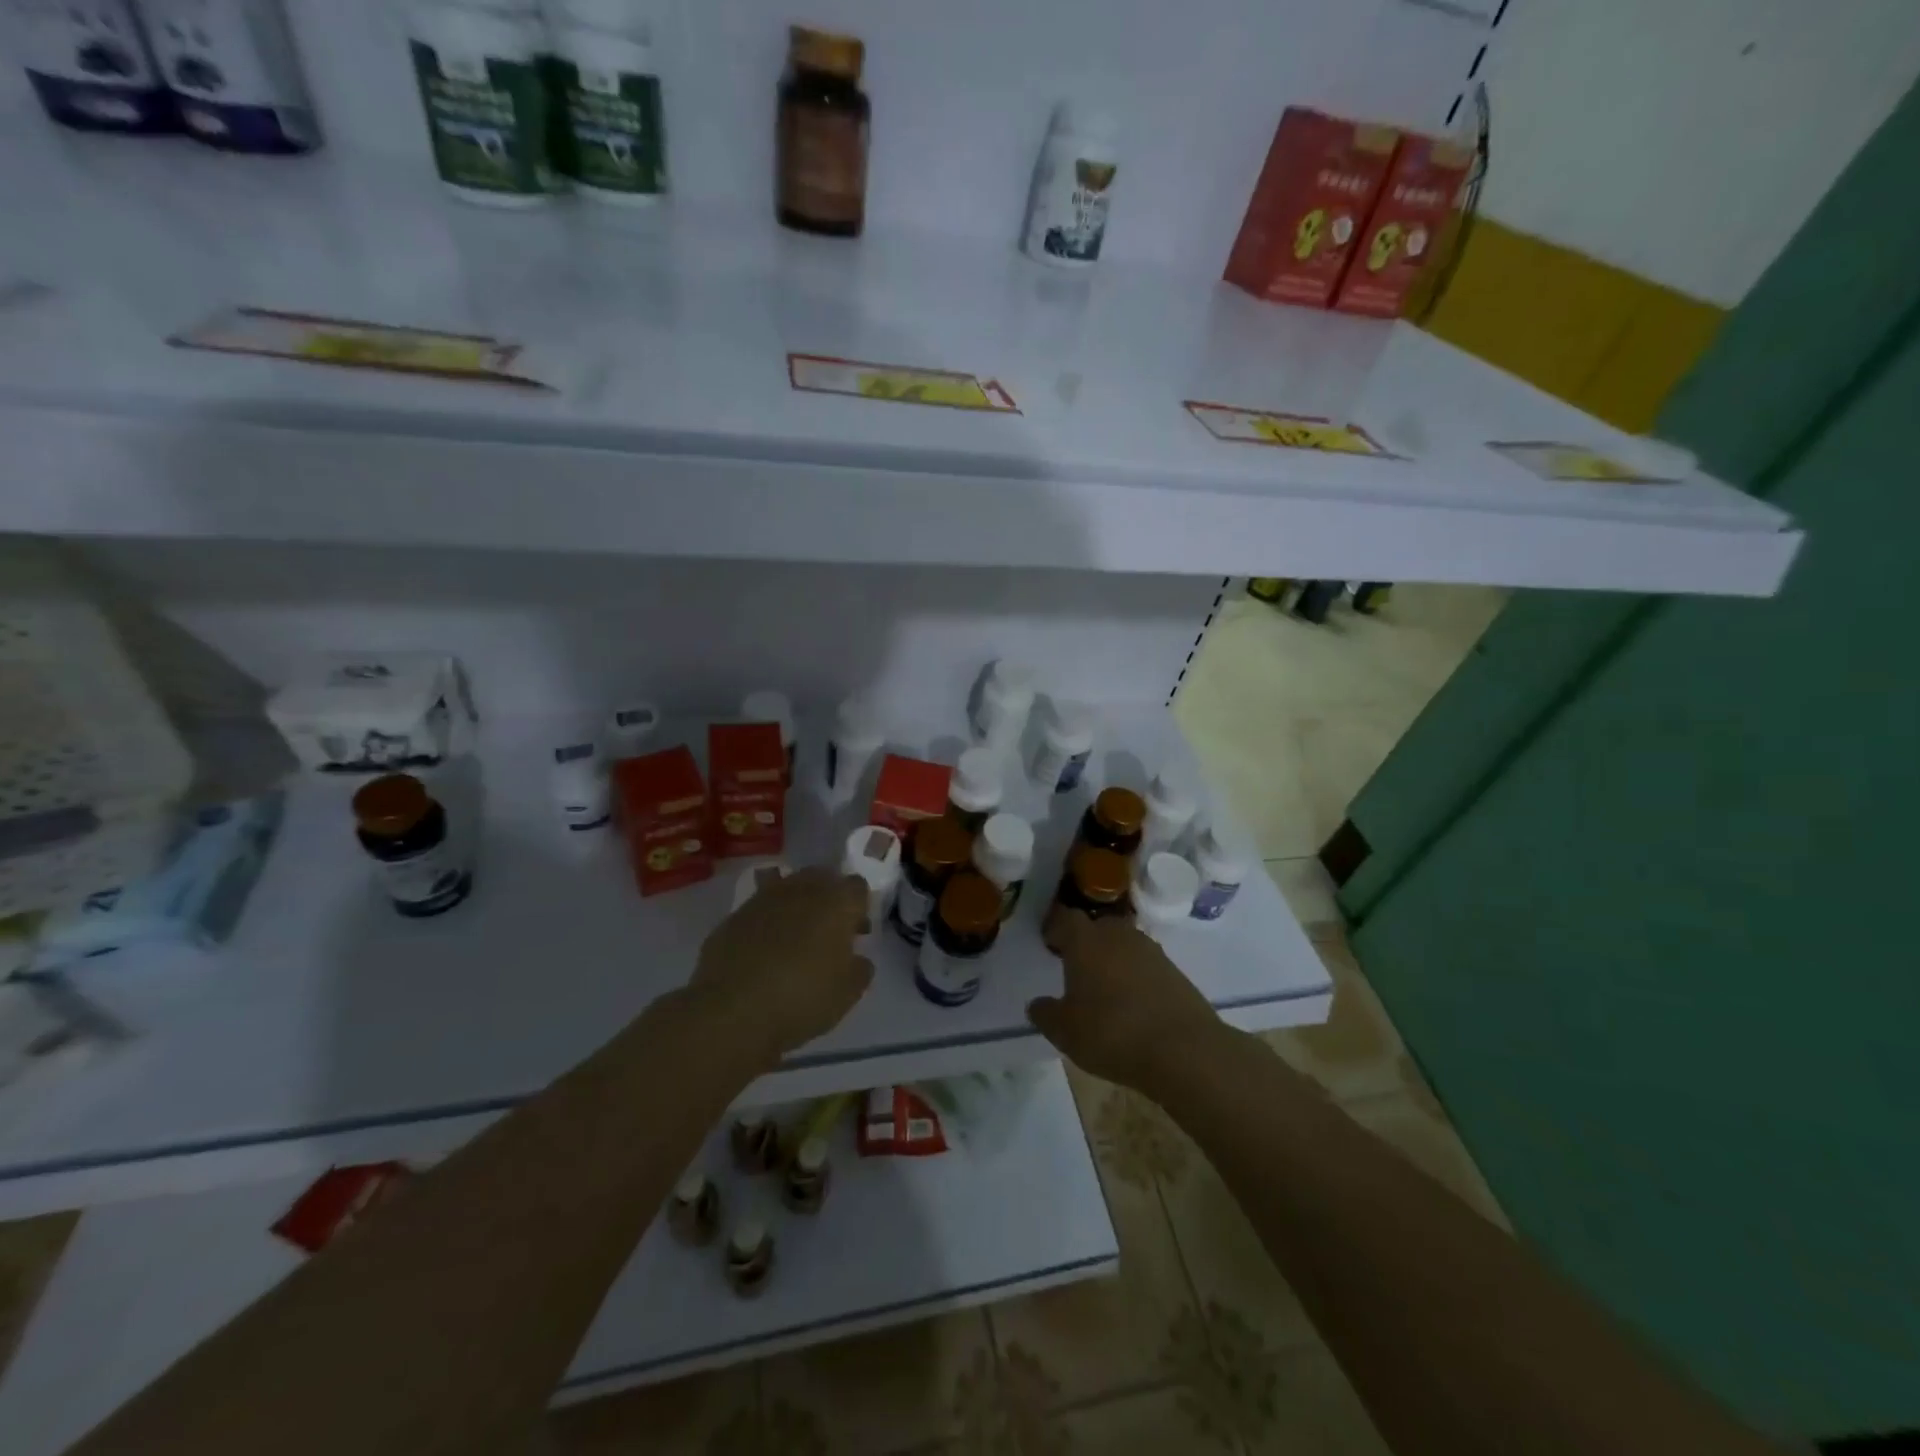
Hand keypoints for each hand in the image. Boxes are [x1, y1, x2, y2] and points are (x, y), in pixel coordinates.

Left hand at [690, 866, 872, 1064]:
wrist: (731, 1011)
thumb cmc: (802, 999)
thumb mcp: (847, 995)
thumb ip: (859, 970)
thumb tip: (858, 959)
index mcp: (836, 902)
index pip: (857, 886)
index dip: (859, 907)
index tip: (857, 932)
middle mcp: (801, 889)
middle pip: (822, 877)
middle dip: (828, 898)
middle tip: (828, 931)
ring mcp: (763, 898)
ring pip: (788, 887)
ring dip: (796, 904)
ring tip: (795, 937)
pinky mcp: (734, 915)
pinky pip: (759, 909)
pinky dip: (766, 921)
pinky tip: (763, 950)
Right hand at [1027, 914, 1222, 1090]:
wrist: (1183, 1049)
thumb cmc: (1112, 1033)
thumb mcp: (1065, 1032)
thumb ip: (1046, 1014)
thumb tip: (1037, 1004)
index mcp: (1085, 941)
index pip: (1065, 918)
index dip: (1056, 928)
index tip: (1049, 944)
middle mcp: (1117, 935)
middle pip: (1097, 926)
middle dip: (1085, 941)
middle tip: (1076, 966)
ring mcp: (1150, 950)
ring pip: (1123, 944)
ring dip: (1113, 957)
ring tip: (1105, 986)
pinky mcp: (1174, 970)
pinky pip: (1145, 964)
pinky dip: (1135, 975)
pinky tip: (1133, 1002)